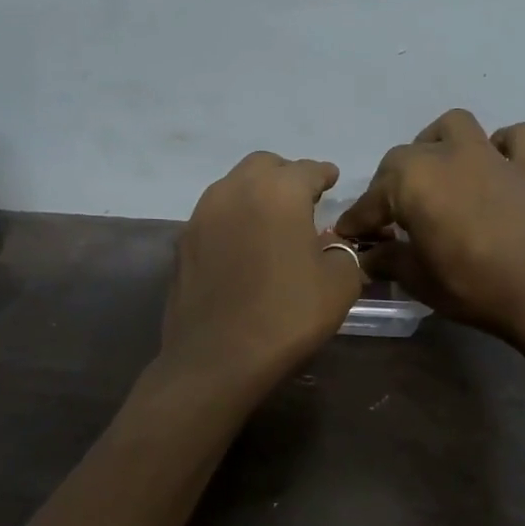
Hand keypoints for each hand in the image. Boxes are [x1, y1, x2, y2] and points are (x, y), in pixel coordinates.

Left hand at [159, 151, 365, 394]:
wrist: (217, 358)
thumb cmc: (286, 316)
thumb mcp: (339, 285)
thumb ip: (342, 252)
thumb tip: (329, 245)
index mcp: (279, 191)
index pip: (308, 169)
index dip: (324, 174)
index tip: (331, 180)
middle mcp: (235, 190)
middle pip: (264, 166)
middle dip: (286, 176)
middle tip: (303, 199)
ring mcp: (202, 215)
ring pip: (233, 187)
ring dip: (256, 195)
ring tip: (273, 221)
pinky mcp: (182, 242)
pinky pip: (215, 216)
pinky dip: (233, 220)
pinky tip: (244, 245)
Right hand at [334, 110, 524, 350]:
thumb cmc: (474, 287)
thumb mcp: (420, 280)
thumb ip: (390, 261)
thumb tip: (369, 257)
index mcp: (412, 181)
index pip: (372, 200)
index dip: (358, 221)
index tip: (350, 238)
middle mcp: (447, 156)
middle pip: (404, 158)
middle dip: (390, 184)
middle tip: (391, 218)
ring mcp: (490, 156)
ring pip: (454, 127)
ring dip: (438, 143)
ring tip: (436, 174)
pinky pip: (516, 138)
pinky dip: (503, 145)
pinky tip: (495, 167)